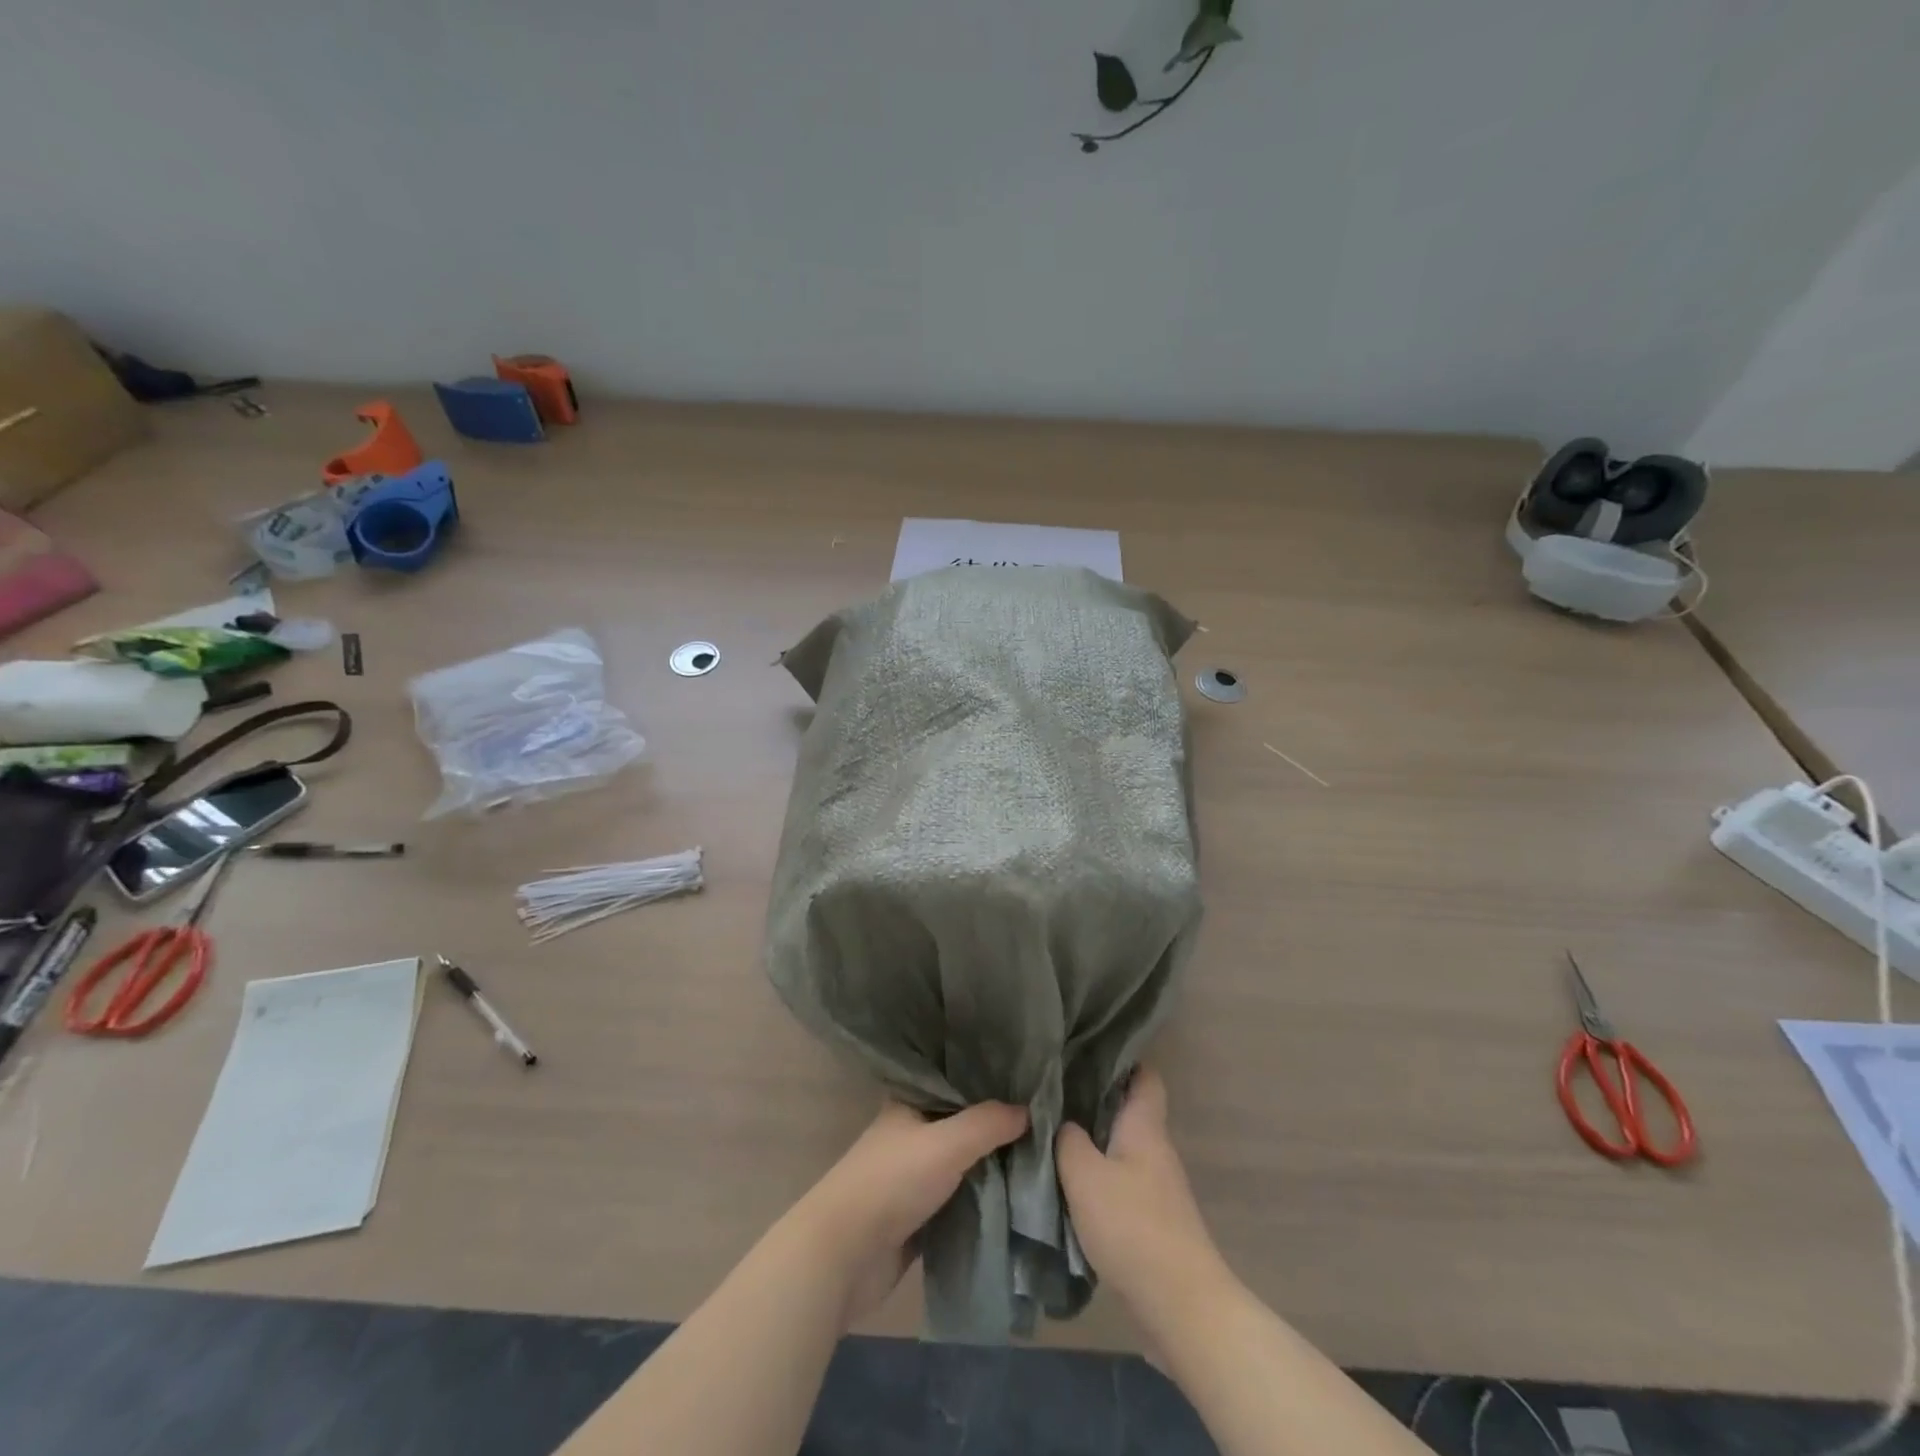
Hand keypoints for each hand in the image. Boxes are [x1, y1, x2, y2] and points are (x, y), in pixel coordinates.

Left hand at [798, 1099, 1028, 1323]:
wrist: (845, 1255)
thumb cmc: (891, 1182)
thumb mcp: (946, 1143)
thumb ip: (987, 1123)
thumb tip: (1028, 1110)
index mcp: (910, 1103)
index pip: (955, 1079)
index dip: (988, 1077)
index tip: (1028, 1076)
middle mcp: (912, 1132)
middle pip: (963, 1122)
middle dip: (997, 1123)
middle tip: (1047, 1116)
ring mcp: (915, 1175)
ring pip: (964, 1161)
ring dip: (994, 1162)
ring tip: (1043, 1152)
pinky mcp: (920, 1214)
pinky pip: (961, 1197)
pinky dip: (984, 1196)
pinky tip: (1019, 1192)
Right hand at [1056, 1067, 1225, 1319]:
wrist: (1181, 1305)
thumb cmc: (1132, 1226)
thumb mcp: (1085, 1175)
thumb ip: (1067, 1140)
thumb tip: (1061, 1122)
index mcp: (1145, 1126)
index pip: (1145, 1075)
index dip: (1122, 1057)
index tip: (1087, 1046)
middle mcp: (1155, 1148)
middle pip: (1128, 1109)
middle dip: (1095, 1097)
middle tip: (1054, 1086)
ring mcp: (1157, 1185)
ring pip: (1122, 1145)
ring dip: (1093, 1138)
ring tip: (1052, 1129)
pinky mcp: (1152, 1218)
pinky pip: (1121, 1178)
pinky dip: (1098, 1173)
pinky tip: (1069, 1180)